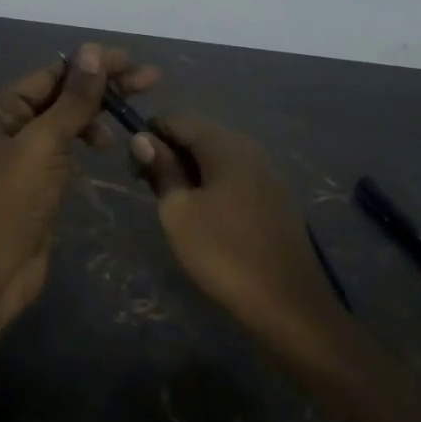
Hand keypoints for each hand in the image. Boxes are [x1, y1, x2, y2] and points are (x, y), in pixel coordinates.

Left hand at [0, 42, 160, 333]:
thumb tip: (92, 50)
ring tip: (126, 122)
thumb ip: (72, 100)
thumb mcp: (44, 143)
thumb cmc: (13, 200)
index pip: (53, 75)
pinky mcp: (40, 181)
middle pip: (62, 96)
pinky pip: (67, 148)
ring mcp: (25, 155)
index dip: (93, 65)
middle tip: (151, 81)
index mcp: (0, 110)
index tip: (133, 62)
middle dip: (103, 87)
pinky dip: (87, 140)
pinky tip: (106, 144)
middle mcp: (10, 126)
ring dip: (96, 115)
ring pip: (67, 122)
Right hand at [130, 114, 335, 333]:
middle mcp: (250, 148)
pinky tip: (206, 214)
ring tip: (175, 205)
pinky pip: (235, 175)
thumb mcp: (178, 212)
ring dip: (191, 170)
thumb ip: (161, 169)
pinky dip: (213, 184)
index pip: (178, 119)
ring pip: (217, 156)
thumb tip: (143, 138)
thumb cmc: (223, 253)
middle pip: (200, 134)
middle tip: (150, 189)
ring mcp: (267, 171)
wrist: (287, 302)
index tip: (134, 168)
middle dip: (170, 153)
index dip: (150, 135)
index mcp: (226, 145)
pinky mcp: (275, 195)